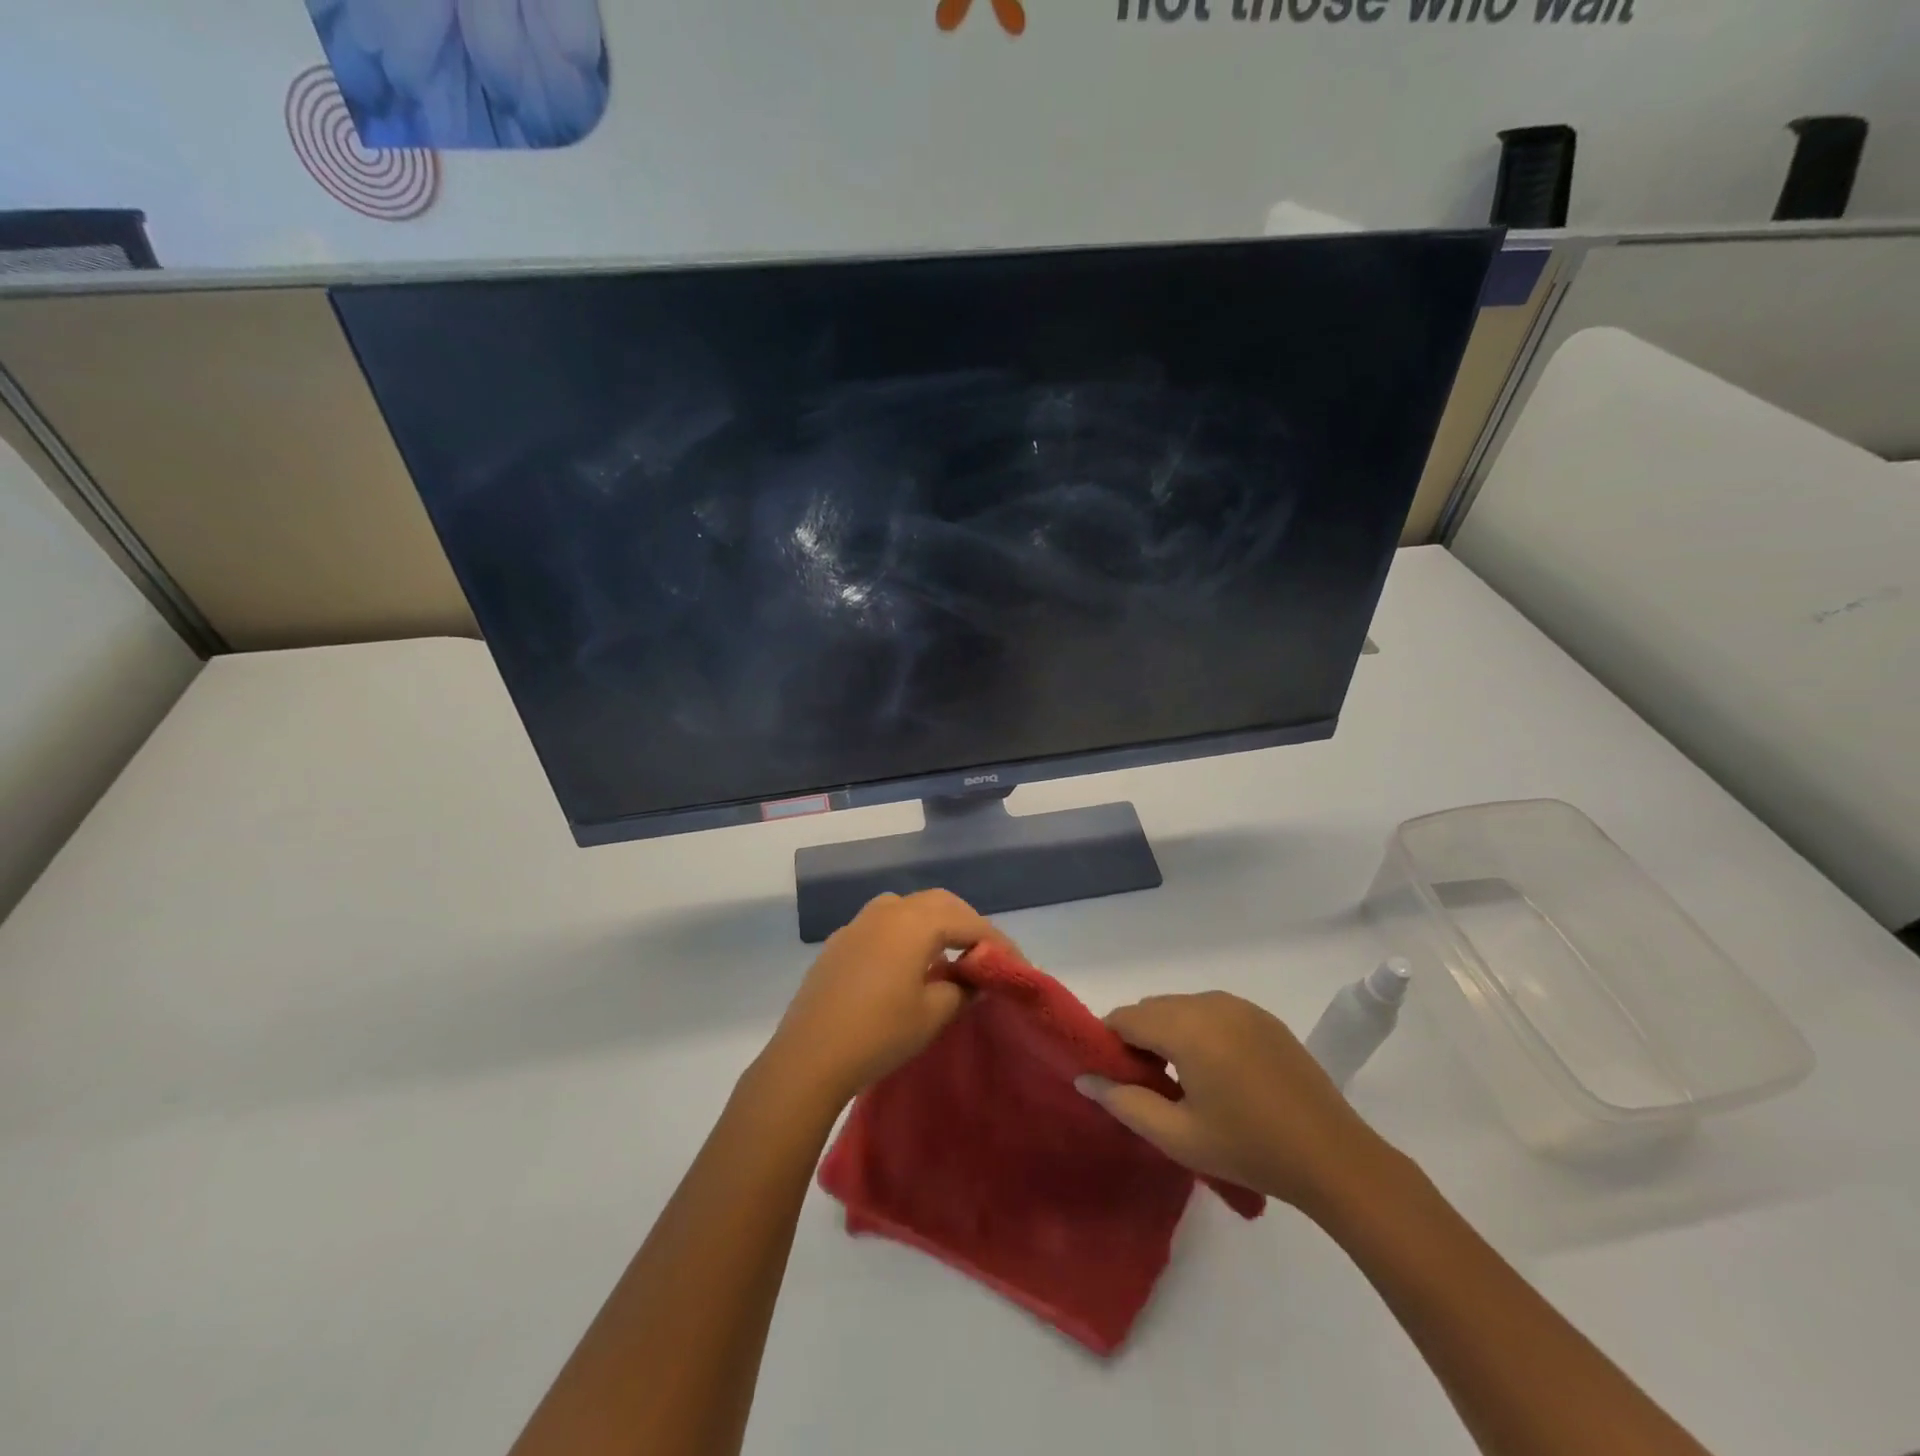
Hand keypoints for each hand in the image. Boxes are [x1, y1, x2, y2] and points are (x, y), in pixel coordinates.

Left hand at [760, 890, 1007, 1109]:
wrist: (809, 1056)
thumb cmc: (879, 1033)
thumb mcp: (932, 1014)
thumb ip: (962, 988)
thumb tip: (973, 978)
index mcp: (915, 922)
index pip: (969, 922)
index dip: (996, 941)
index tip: (1016, 964)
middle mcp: (887, 911)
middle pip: (938, 903)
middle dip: (966, 923)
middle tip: (983, 953)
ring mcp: (859, 923)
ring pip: (907, 907)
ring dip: (933, 923)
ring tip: (946, 954)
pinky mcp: (839, 941)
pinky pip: (882, 923)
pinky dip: (904, 932)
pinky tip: (905, 964)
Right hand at [1077, 991, 1385, 1210]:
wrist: (1334, 1157)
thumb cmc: (1249, 1149)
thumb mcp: (1178, 1137)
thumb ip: (1125, 1103)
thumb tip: (1084, 1079)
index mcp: (1186, 1028)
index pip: (1125, 1018)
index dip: (1110, 1045)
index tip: (1115, 1080)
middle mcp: (1209, 1004)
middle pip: (1151, 1008)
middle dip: (1138, 1038)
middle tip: (1148, 1087)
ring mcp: (1239, 1006)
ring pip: (1180, 1006)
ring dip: (1168, 1032)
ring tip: (1182, 1082)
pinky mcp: (1261, 1016)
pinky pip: (1210, 1011)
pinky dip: (1198, 1030)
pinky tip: (1217, 1072)